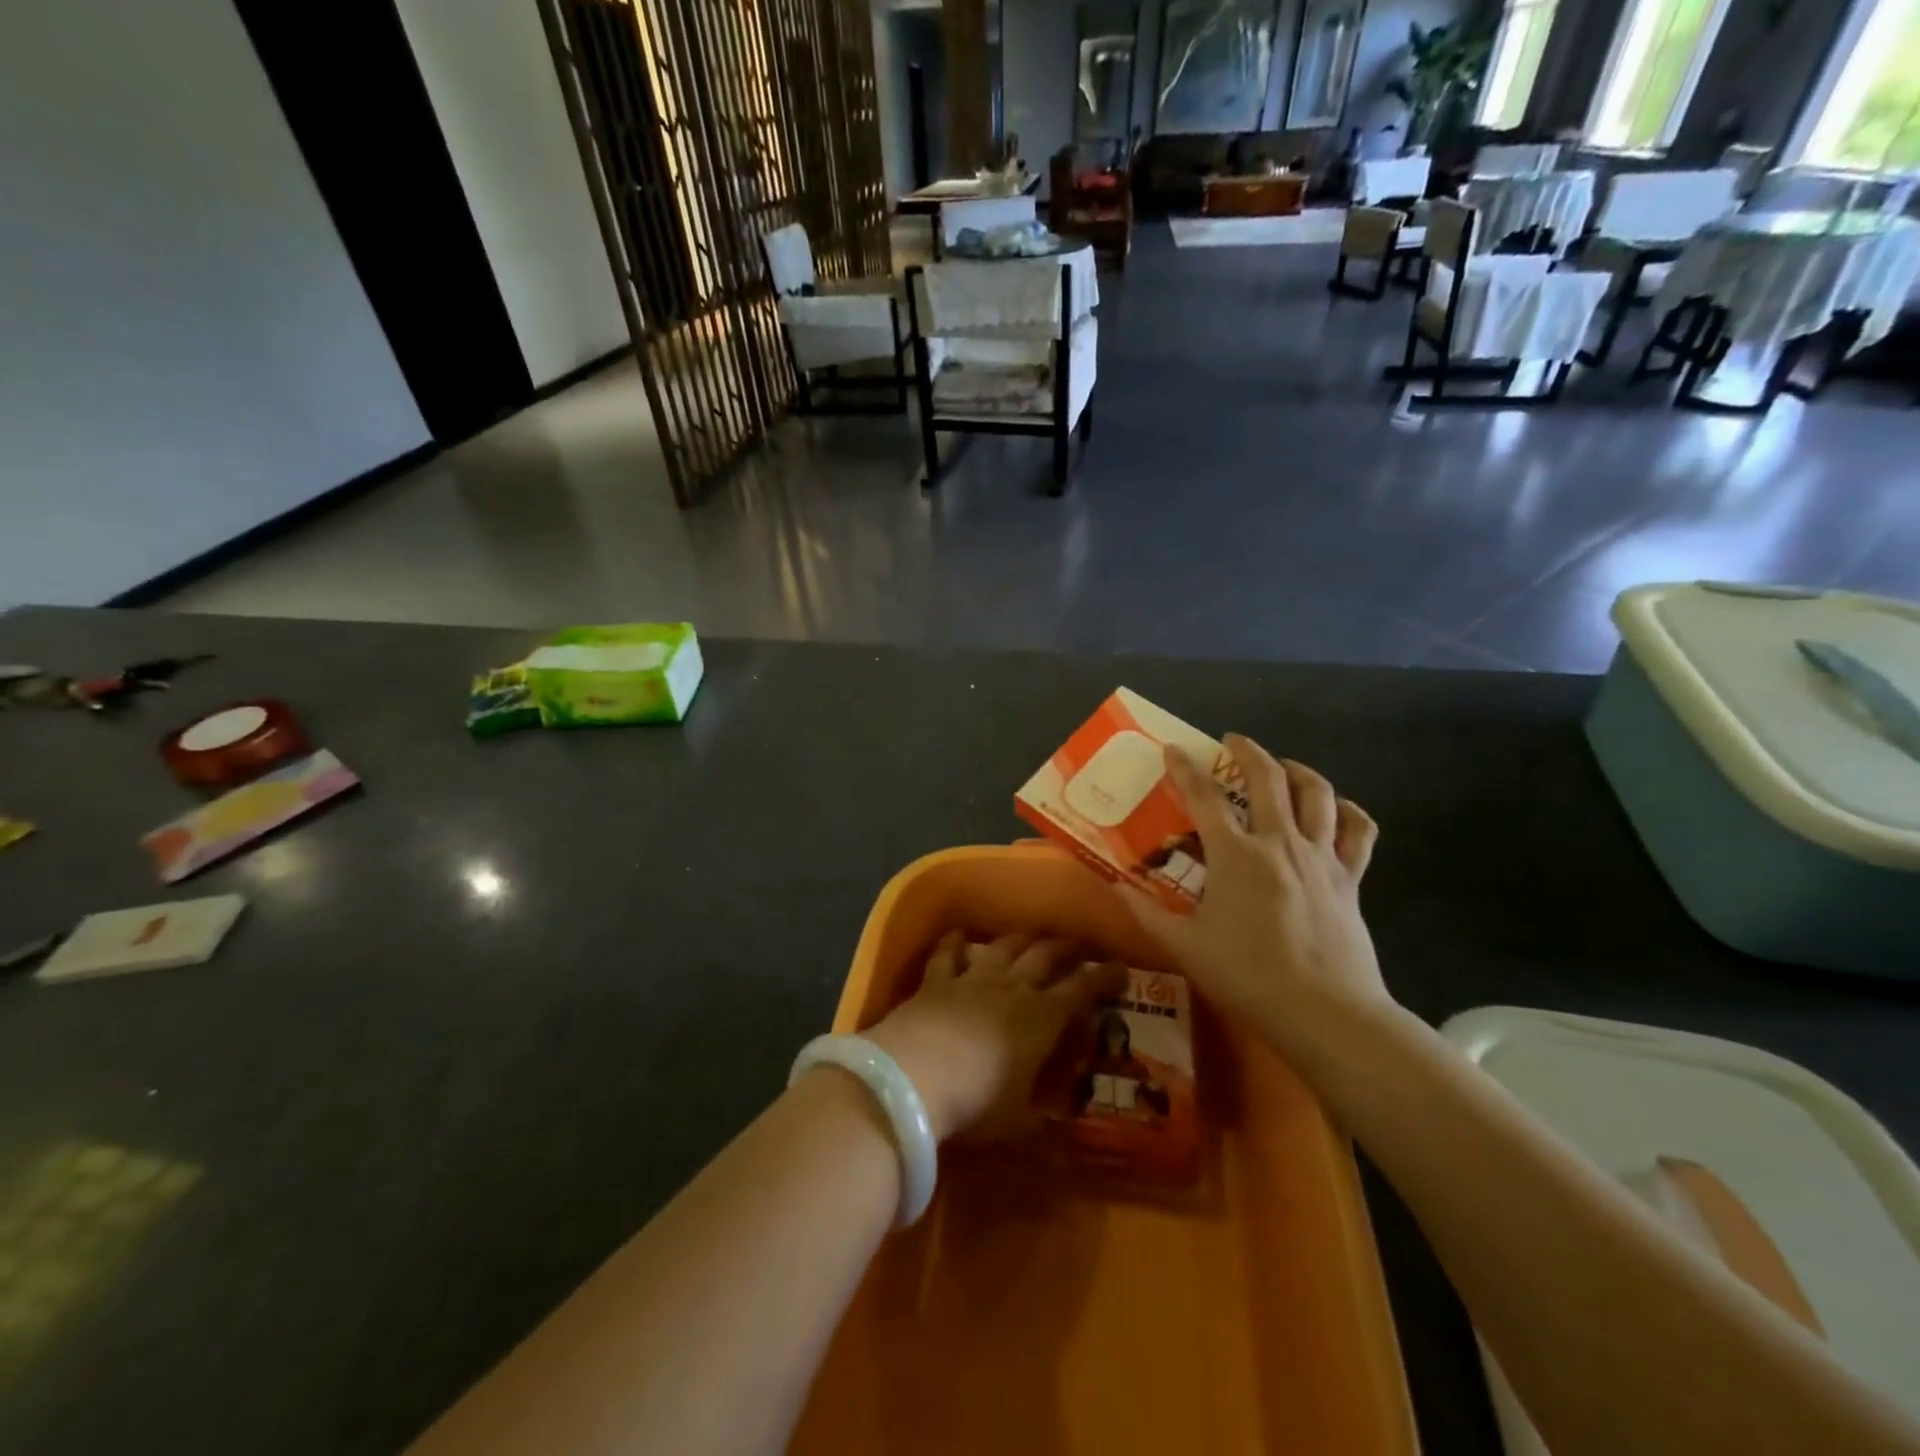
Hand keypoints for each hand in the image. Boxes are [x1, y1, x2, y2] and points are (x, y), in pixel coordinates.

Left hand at [865, 933, 1126, 1141]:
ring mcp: (972, 979)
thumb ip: (1042, 1116)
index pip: (1082, 991)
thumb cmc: (976, 1105)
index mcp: (1042, 1019)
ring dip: (1022, 939)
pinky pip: (948, 953)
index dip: (1104, 979)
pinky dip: (956, 942)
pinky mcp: (936, 980)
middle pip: (1045, 957)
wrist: (913, 1078)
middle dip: (1066, 949)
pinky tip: (960, 934)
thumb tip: (1062, 1127)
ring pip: (1004, 947)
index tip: (1121, 970)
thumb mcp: (1019, 1121)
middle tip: (1077, 947)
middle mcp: (1012, 988)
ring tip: (1032, 936)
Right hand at [1118, 735, 1387, 1043]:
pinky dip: (1349, 812)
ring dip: (1298, 770)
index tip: (1173, 748)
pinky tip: (1337, 809)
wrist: (1325, 1012)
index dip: (1185, 768)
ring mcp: (1320, 857)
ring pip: (1317, 794)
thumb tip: (1114, 886)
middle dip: (1248, 751)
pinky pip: (1359, 832)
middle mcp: (1280, 842)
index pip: (1204, 796)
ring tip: (1283, 766)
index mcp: (1236, 855)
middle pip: (1268, 778)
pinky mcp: (1350, 878)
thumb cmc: (1248, 976)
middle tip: (1232, 741)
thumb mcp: (1185, 946)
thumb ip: (1146, 912)